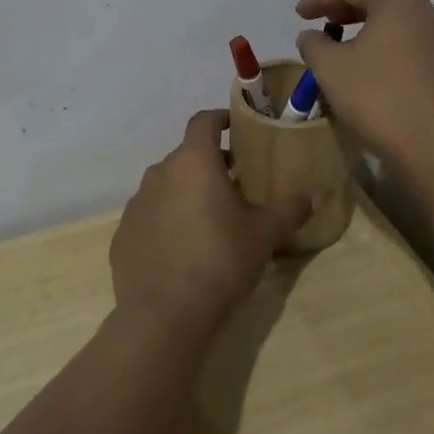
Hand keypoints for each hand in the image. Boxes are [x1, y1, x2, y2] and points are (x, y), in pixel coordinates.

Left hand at [110, 110, 311, 333]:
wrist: (165, 314)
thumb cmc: (220, 261)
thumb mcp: (265, 235)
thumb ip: (289, 210)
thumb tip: (310, 196)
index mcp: (193, 162)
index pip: (203, 122)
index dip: (220, 119)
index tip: (234, 128)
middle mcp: (159, 173)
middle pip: (186, 156)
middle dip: (209, 165)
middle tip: (234, 185)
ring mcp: (136, 204)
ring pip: (166, 187)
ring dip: (186, 193)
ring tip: (209, 220)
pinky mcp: (123, 235)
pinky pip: (149, 217)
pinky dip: (165, 223)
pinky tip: (181, 251)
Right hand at [296, 0, 433, 173]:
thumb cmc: (379, 97)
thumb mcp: (331, 68)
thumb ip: (314, 44)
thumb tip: (311, 36)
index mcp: (398, 0)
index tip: (298, 14)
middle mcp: (426, 11)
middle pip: (377, 1)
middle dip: (343, 11)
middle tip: (319, 24)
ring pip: (395, 24)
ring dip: (364, 31)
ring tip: (340, 48)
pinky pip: (408, 45)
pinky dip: (384, 48)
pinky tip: (369, 69)